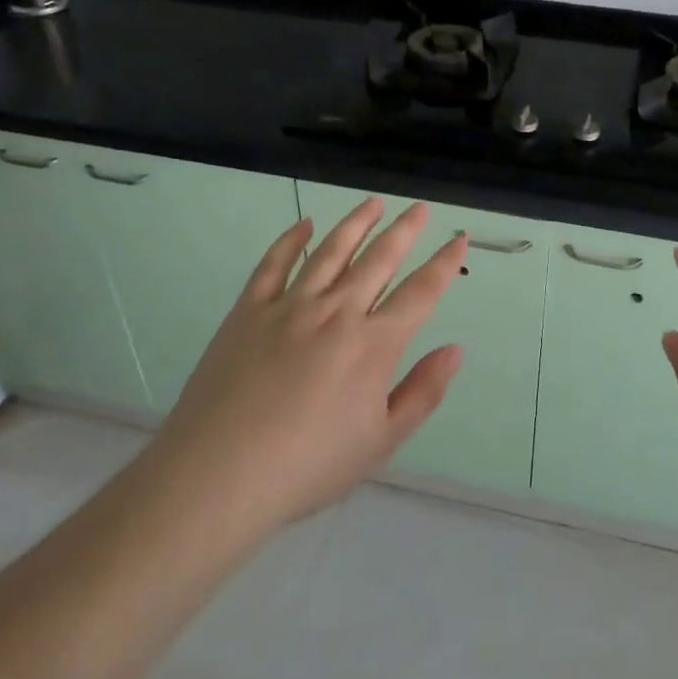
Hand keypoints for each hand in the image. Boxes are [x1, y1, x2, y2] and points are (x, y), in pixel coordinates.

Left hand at [152, 199, 465, 533]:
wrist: (219, 475)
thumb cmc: (307, 466)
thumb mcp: (380, 443)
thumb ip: (422, 393)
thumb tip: (455, 350)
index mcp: (373, 345)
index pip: (420, 292)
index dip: (444, 263)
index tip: (458, 238)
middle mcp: (337, 312)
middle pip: (379, 259)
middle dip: (404, 230)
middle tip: (419, 207)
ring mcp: (289, 306)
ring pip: (331, 251)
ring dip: (356, 223)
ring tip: (373, 203)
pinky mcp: (249, 310)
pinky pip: (274, 264)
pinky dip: (290, 239)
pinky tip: (303, 224)